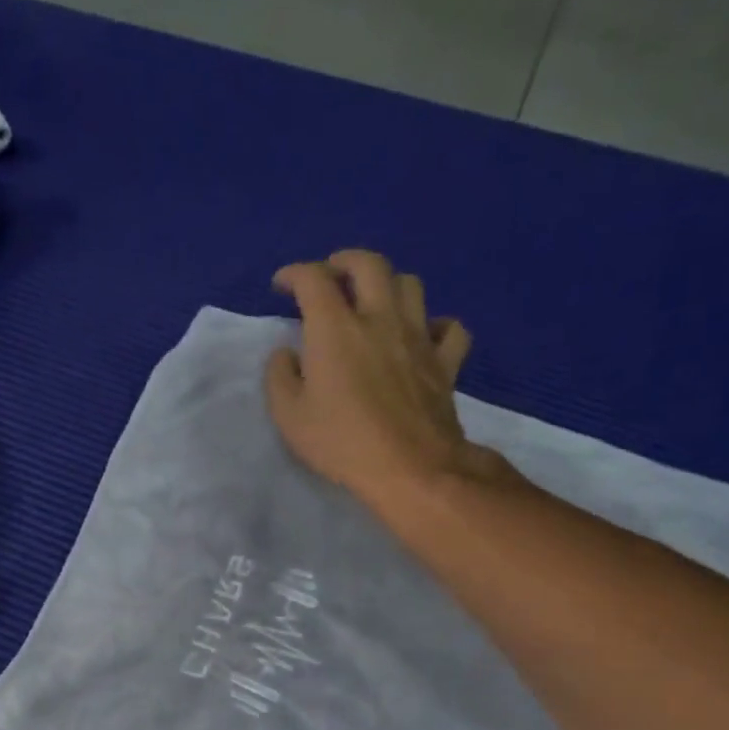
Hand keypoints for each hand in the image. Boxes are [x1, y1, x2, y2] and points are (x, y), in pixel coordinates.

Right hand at [266, 249, 504, 517]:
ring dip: (388, 283)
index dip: (294, 274)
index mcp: (335, 328)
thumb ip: (280, 376)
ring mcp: (418, 337)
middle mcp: (380, 319)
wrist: (410, 468)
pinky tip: (421, 336)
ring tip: (372, 300)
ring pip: (410, 284)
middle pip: (369, 264)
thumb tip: (286, 353)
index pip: (313, 279)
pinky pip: (448, 327)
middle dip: (344, 261)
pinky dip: (434, 324)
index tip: (282, 284)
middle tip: (330, 274)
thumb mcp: (289, 416)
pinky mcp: (445, 361)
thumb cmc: (341, 441)